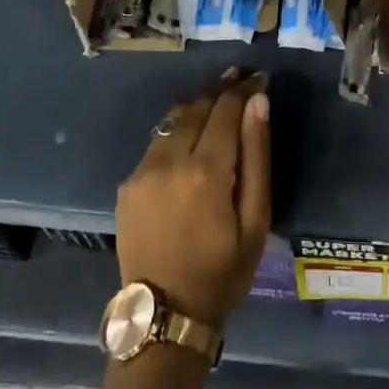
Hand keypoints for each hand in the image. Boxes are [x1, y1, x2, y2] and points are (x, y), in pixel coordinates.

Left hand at [116, 68, 271, 327]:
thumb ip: (256, 157)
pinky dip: (178, 129)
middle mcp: (170, 161)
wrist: (165, 313)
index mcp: (206, 171)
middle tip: (241, 75)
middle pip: (197, 107)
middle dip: (221, 88)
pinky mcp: (128, 183)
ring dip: (197, 104)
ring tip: (218, 94)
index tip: (259, 77)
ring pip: (173, 120)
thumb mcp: (255, 220)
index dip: (244, 89)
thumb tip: (258, 103)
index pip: (226, 110)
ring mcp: (143, 170)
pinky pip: (157, 142)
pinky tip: (190, 133)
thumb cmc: (223, 271)